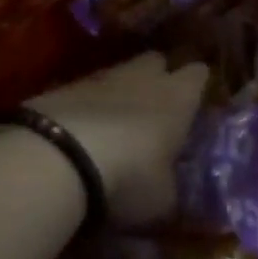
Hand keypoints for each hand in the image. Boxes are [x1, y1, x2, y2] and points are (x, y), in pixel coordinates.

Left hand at [28, 53, 208, 226]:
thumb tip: (169, 186)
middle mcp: (144, 76)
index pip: (198, 74)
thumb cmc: (129, 176)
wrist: (59, 157)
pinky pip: (85, 88)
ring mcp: (101, 76)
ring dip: (119, 91)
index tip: (196, 100)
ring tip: (115, 122)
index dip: (197, 85)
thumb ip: (169, 185)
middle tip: (155, 107)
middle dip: (157, 77)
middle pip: (156, 60)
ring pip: (119, 72)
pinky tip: (81, 131)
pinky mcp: (64, 85)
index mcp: (178, 97)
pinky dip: (87, 104)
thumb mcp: (161, 198)